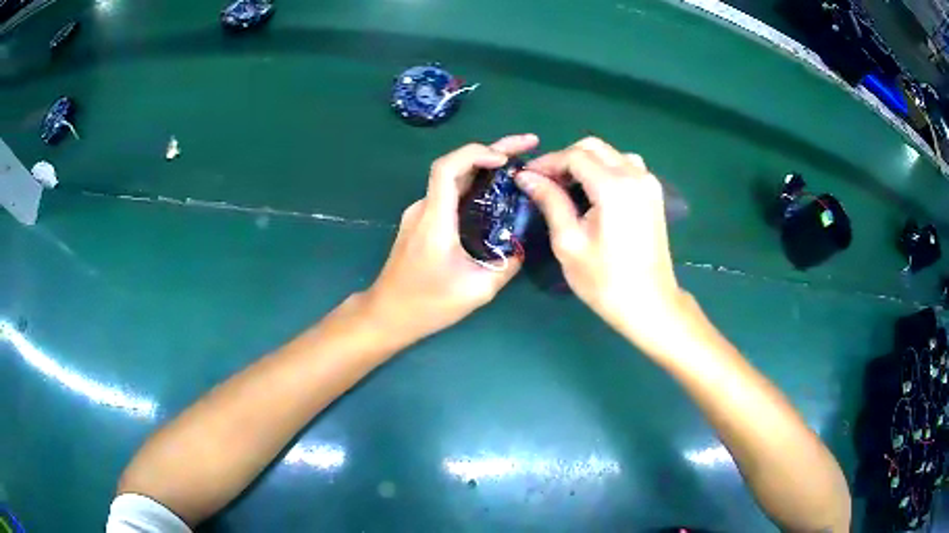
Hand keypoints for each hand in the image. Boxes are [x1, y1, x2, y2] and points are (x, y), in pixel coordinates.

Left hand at [360, 134, 538, 345]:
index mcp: (435, 219)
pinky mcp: (421, 222)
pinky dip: (474, 186)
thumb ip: (506, 265)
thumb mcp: (477, 291)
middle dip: (493, 151)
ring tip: (518, 168)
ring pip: (453, 179)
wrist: (387, 314)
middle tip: (527, 145)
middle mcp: (424, 208)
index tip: (506, 159)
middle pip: (455, 166)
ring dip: (484, 168)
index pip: (448, 168)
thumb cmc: (427, 304)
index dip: (476, 153)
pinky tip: (495, 194)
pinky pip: (449, 195)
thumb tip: (522, 245)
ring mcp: (420, 214)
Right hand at [516, 137, 690, 354]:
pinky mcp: (653, 194)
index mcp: (614, 187)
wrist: (649, 304)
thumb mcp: (569, 242)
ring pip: (611, 154)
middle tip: (545, 182)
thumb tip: (526, 176)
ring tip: (568, 187)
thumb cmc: (605, 280)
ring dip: (586, 162)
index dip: (547, 162)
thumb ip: (550, 201)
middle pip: (593, 147)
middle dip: (565, 158)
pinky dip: (605, 170)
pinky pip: (626, 166)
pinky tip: (594, 193)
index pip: (574, 156)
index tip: (527, 177)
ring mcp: (648, 183)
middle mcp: (635, 175)